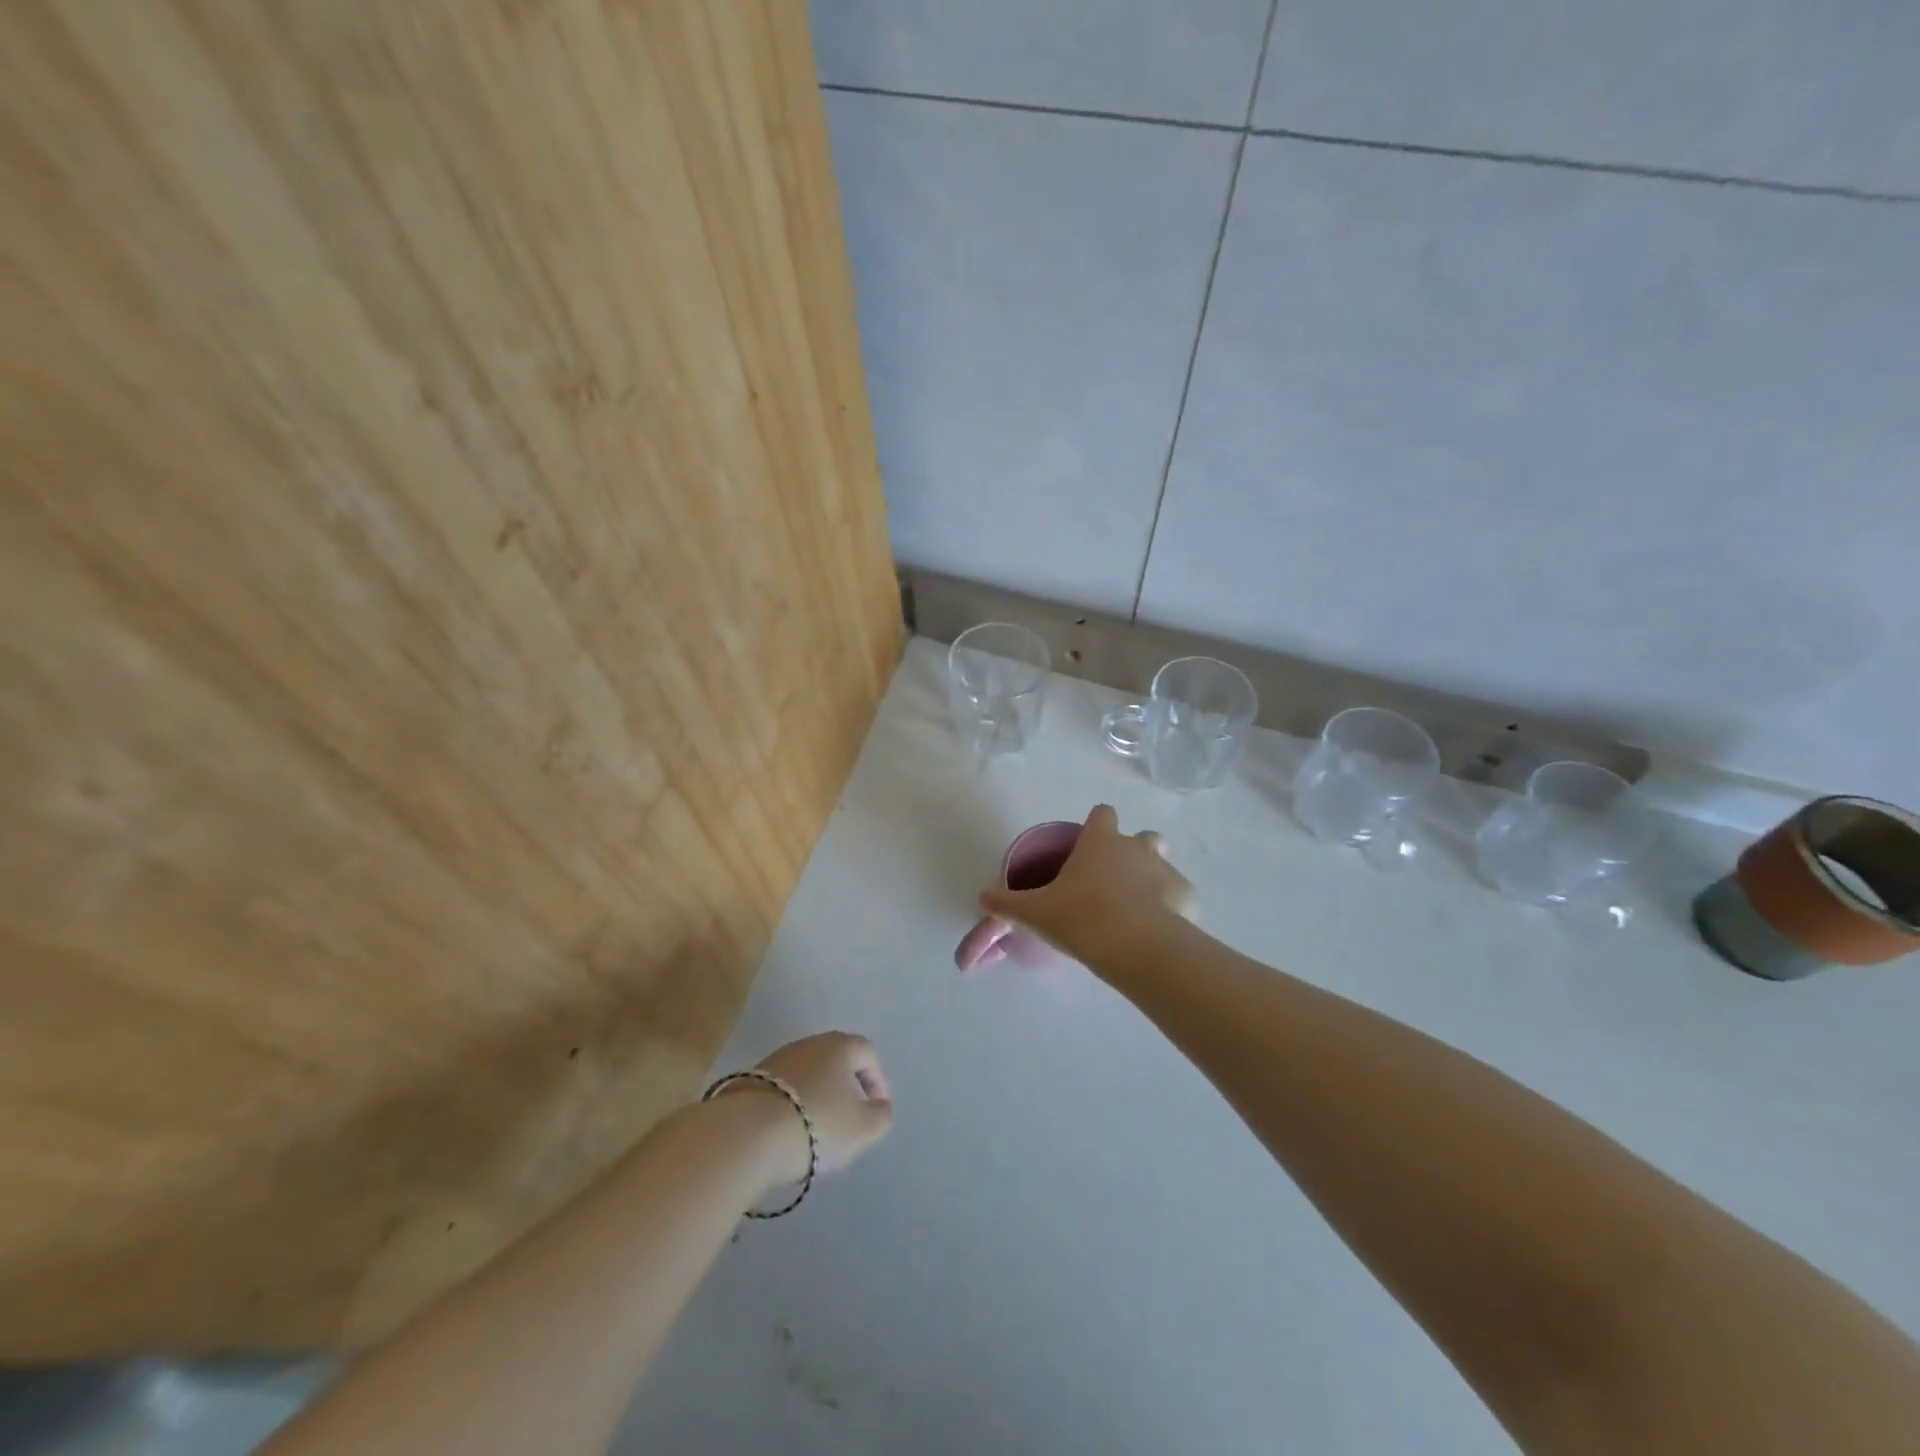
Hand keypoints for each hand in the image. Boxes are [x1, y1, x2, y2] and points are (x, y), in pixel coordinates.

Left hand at [717, 1031, 893, 1185]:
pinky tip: (787, 1131)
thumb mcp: (863, 1129)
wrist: (746, 1134)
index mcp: (840, 1046)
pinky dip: (791, 1105)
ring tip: (816, 1130)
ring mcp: (776, 1059)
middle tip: (848, 1118)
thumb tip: (879, 1106)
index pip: (867, 1053)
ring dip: (816, 1096)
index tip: (876, 1110)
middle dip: (845, 1086)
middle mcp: (809, 1043)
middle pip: (835, 1059)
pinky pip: (782, 1089)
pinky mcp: (750, 1079)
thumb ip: (880, 1116)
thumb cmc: (816, 1125)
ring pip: (807, 1073)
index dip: (877, 1080)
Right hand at [979, 804, 1194, 968]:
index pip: (1102, 814)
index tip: (1089, 847)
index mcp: (1100, 842)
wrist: (1136, 947)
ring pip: (1163, 863)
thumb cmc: (1081, 918)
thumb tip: (981, 898)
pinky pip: (1179, 897)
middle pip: (1142, 836)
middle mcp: (1136, 847)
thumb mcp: (1034, 912)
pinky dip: (1171, 909)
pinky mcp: (1187, 897)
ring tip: (1137, 909)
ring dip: (1153, 879)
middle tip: (1113, 882)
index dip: (1097, 826)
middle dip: (1133, 851)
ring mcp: (1166, 870)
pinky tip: (1158, 931)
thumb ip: (1007, 904)